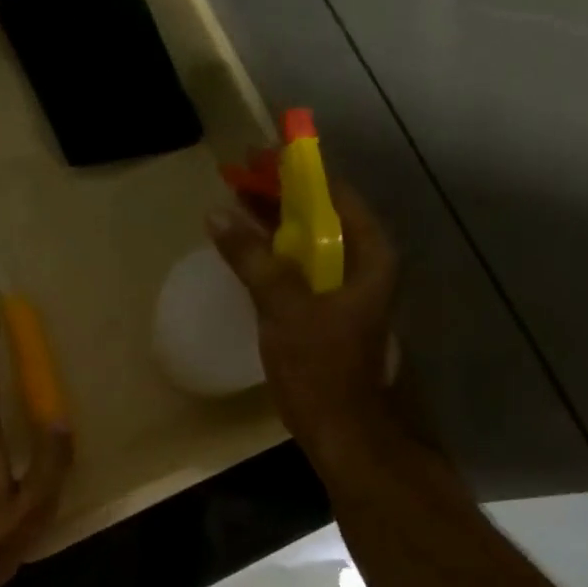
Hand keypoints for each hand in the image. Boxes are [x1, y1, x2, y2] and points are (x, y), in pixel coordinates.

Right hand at [207, 182, 404, 464]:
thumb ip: (253, 258)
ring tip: (237, 203)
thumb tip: (218, 215)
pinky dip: (276, 254)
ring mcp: (347, 289)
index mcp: (369, 255)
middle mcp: (364, 265)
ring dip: (275, 223)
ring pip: (309, 241)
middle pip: (321, 215)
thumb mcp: (284, 307)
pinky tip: (249, 250)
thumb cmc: (320, 366)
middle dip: (280, 195)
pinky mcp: (329, 311)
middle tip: (238, 176)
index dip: (296, 172)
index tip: (257, 156)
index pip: (334, 194)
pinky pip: (301, 268)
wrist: (341, 430)